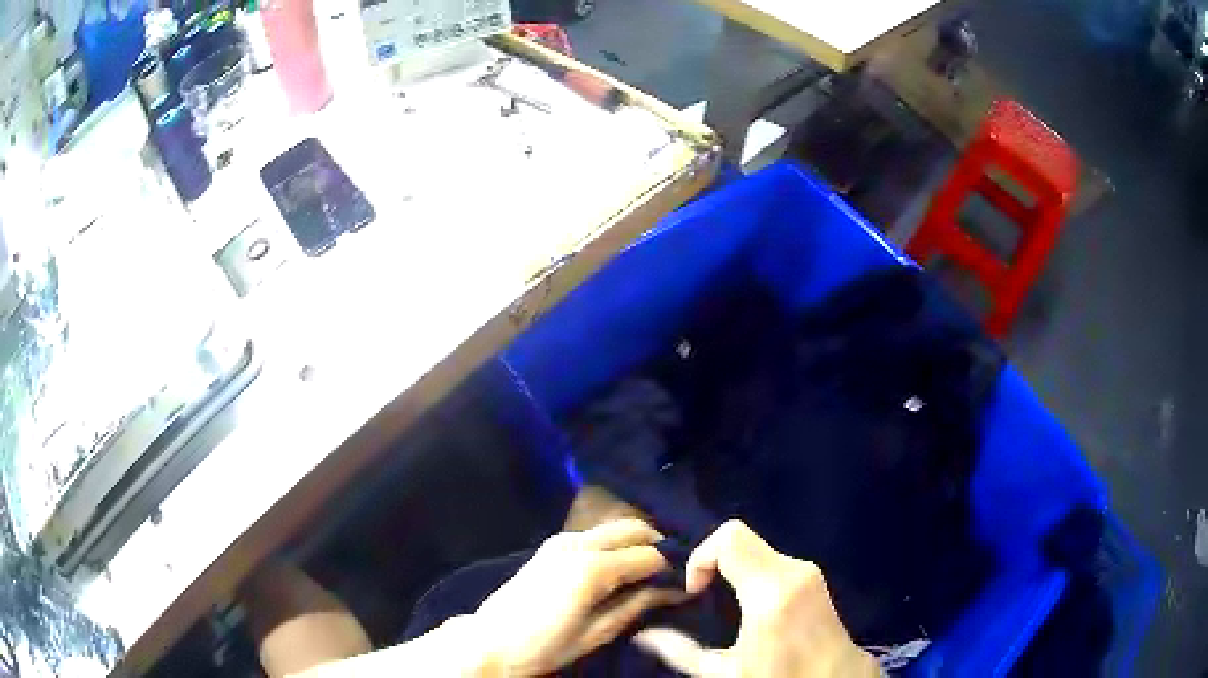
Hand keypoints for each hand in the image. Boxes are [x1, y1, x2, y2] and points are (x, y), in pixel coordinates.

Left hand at [472, 518, 685, 675]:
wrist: (491, 642)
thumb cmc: (544, 646)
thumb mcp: (596, 633)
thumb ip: (635, 606)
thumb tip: (670, 591)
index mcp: (592, 567)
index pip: (649, 554)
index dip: (670, 568)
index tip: (681, 584)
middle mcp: (577, 543)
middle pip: (633, 528)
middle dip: (656, 545)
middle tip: (666, 574)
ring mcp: (561, 541)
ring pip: (613, 528)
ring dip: (634, 543)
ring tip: (643, 574)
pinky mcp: (550, 546)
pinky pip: (594, 535)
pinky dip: (613, 545)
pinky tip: (616, 569)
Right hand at [633, 520, 878, 677]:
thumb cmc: (779, 677)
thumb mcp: (724, 673)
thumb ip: (680, 651)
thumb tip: (643, 635)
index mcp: (771, 592)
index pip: (729, 538)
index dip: (701, 556)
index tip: (695, 591)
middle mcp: (793, 570)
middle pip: (739, 538)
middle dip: (713, 562)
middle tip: (702, 596)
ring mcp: (808, 570)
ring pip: (755, 547)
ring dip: (732, 568)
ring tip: (721, 603)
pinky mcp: (813, 575)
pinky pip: (770, 559)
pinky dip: (750, 572)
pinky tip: (745, 605)